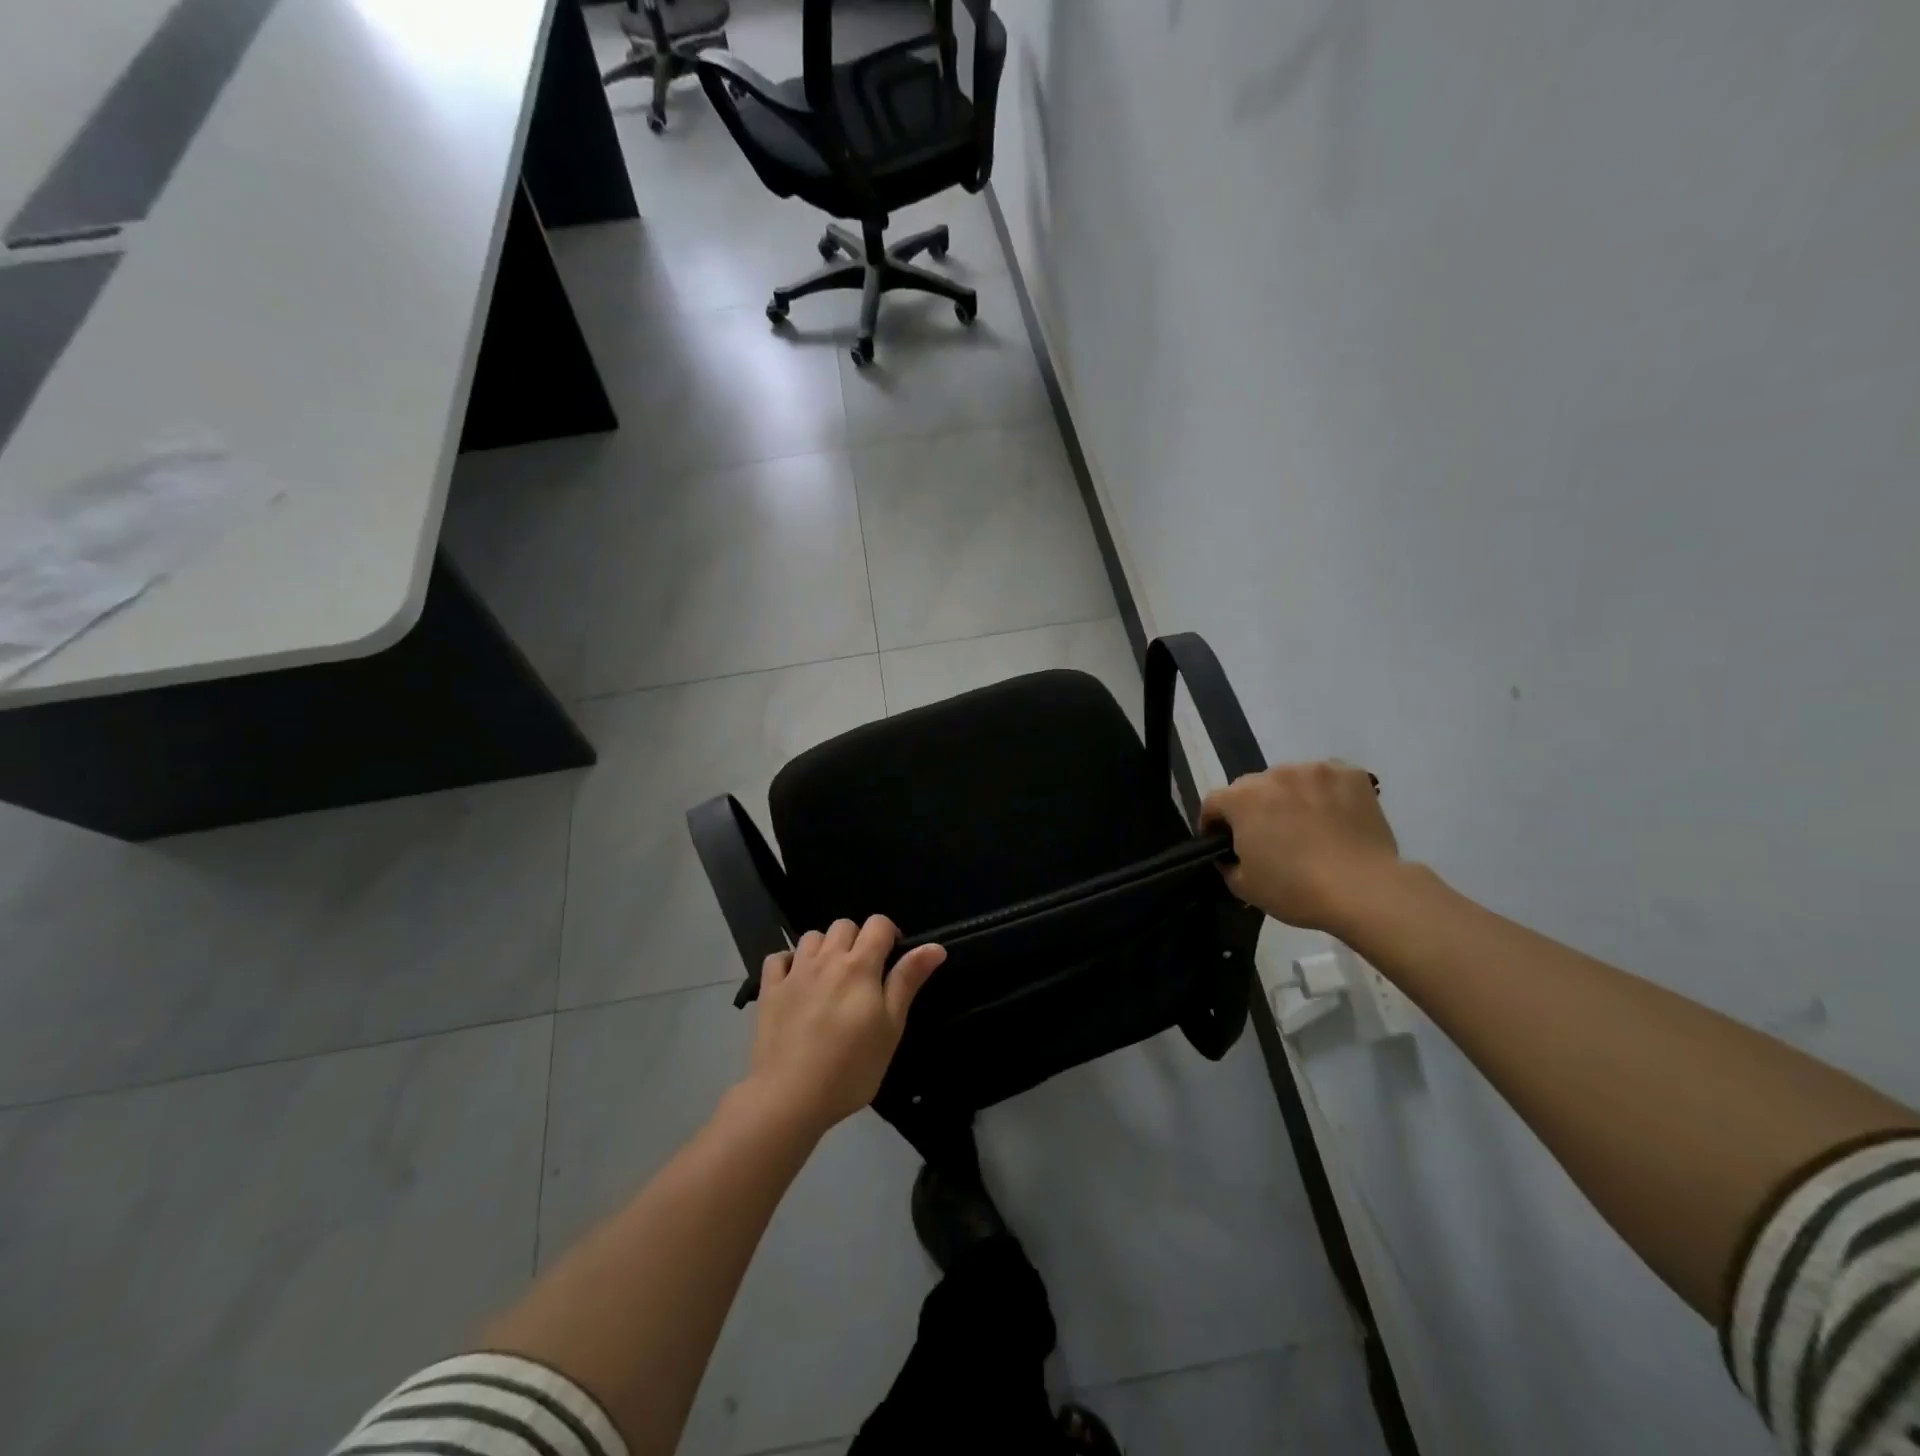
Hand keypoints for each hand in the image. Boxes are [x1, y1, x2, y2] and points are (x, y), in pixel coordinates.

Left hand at [742, 916, 944, 1138]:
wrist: (790, 1096)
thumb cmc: (851, 1067)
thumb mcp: (891, 1027)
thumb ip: (908, 981)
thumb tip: (935, 946)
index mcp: (859, 966)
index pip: (878, 924)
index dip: (889, 934)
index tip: (892, 960)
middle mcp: (826, 959)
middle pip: (844, 925)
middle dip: (857, 940)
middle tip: (863, 974)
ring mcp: (794, 973)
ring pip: (811, 936)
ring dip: (824, 948)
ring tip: (830, 978)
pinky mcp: (769, 990)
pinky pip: (778, 958)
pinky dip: (788, 963)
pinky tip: (796, 982)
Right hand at [1200, 761, 1400, 930]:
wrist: (1364, 890)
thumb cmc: (1295, 889)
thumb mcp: (1244, 886)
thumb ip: (1227, 863)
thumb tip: (1230, 854)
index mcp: (1241, 798)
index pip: (1213, 803)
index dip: (1213, 824)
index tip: (1223, 842)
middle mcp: (1274, 774)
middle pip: (1252, 788)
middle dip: (1253, 808)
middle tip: (1268, 837)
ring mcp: (1315, 771)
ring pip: (1291, 780)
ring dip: (1290, 797)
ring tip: (1307, 826)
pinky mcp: (1352, 775)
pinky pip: (1328, 780)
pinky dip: (1326, 795)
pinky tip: (1336, 818)